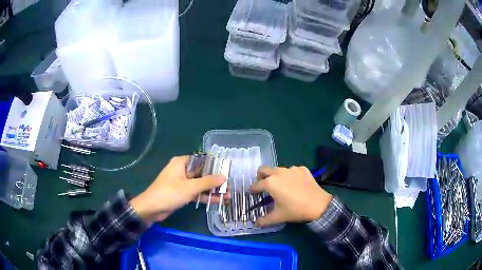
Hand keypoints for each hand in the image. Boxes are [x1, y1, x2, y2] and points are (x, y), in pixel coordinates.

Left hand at [130, 156, 225, 223]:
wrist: (152, 209)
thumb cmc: (170, 193)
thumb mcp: (190, 187)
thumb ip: (208, 182)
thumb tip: (224, 176)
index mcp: (181, 163)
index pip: (202, 160)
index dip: (215, 165)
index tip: (228, 170)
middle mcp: (182, 170)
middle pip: (202, 173)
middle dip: (216, 180)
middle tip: (231, 185)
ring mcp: (182, 183)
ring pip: (200, 184)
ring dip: (212, 190)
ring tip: (228, 194)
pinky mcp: (181, 193)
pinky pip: (196, 193)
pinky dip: (205, 196)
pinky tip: (219, 200)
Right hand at [250, 166, 332, 226]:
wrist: (318, 205)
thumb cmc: (295, 210)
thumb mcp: (278, 217)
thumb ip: (264, 220)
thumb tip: (256, 223)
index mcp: (271, 183)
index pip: (256, 184)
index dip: (252, 189)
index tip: (252, 193)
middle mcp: (279, 172)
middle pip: (264, 169)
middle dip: (260, 176)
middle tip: (263, 186)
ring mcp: (292, 169)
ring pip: (278, 169)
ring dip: (276, 176)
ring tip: (282, 187)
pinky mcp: (302, 169)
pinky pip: (292, 171)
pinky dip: (290, 176)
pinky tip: (295, 185)